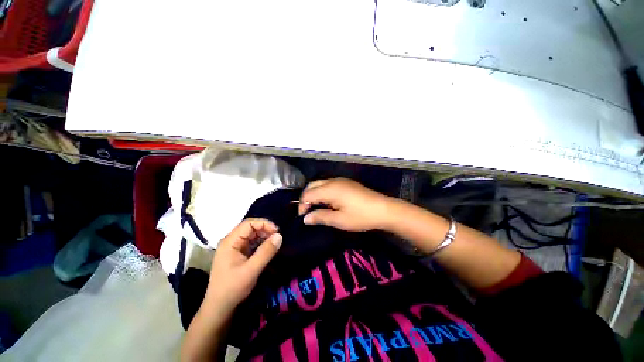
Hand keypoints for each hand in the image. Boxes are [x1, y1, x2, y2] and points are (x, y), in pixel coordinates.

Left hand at [205, 218, 281, 314]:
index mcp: (230, 241)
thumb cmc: (232, 288)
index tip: (277, 231)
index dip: (264, 224)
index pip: (248, 223)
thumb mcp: (251, 270)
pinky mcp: (238, 254)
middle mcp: (231, 241)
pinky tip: (268, 249)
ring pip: (252, 235)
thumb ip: (266, 252)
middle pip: (250, 228)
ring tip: (274, 243)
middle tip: (277, 238)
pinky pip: (251, 243)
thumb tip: (279, 236)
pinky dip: (261, 244)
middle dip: (265, 230)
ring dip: (264, 237)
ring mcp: (234, 248)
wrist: (219, 308)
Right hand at [298, 178, 391, 231]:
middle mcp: (333, 181)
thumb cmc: (360, 216)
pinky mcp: (347, 182)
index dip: (302, 205)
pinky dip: (323, 192)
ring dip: (315, 194)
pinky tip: (329, 202)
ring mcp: (341, 180)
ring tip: (317, 208)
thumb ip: (320, 217)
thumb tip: (305, 219)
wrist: (383, 209)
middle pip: (312, 185)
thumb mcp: (339, 220)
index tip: (304, 217)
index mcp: (330, 189)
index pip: (308, 194)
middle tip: (308, 211)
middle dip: (307, 197)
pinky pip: (329, 184)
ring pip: (320, 184)